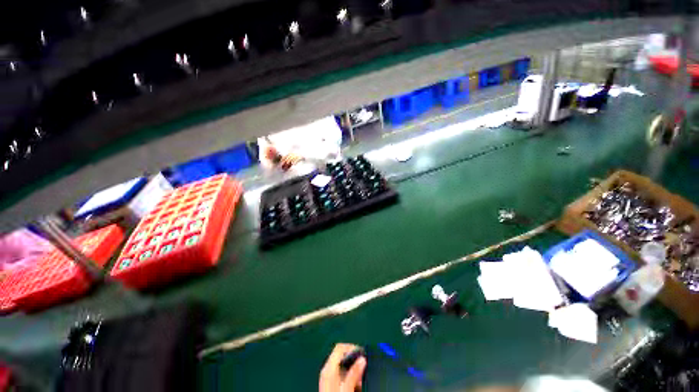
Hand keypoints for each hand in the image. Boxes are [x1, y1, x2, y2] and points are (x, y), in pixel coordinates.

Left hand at [319, 343, 366, 391]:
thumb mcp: (346, 389)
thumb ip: (354, 373)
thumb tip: (363, 358)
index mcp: (329, 368)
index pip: (339, 348)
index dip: (351, 347)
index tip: (362, 354)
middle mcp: (327, 370)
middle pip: (341, 355)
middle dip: (354, 360)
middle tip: (363, 368)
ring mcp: (328, 378)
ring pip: (343, 365)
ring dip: (353, 370)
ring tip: (361, 380)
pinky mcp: (331, 385)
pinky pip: (342, 374)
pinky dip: (350, 376)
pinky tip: (356, 386)